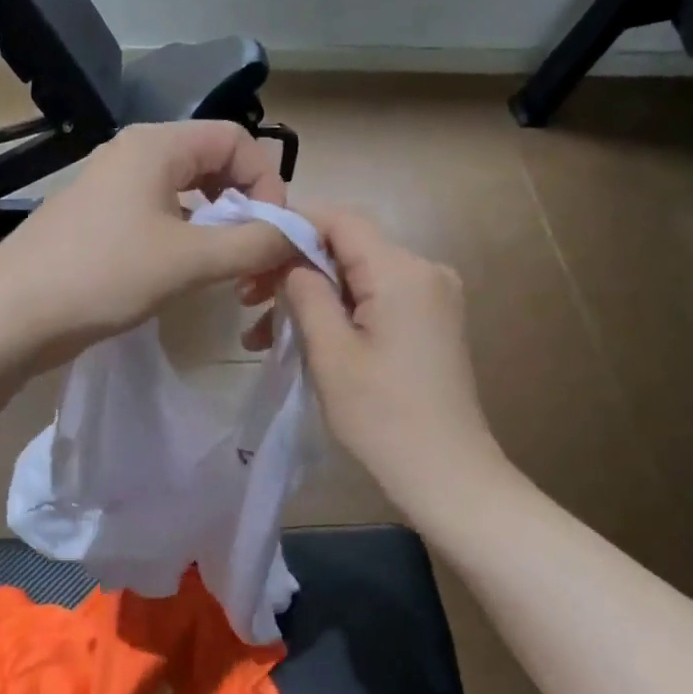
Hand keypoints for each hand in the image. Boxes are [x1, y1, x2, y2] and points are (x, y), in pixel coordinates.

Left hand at [0, 122, 300, 361]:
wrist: (12, 314)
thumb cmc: (103, 275)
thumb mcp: (189, 260)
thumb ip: (252, 244)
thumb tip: (297, 235)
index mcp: (157, 145)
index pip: (237, 139)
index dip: (267, 181)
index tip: (271, 233)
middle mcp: (134, 153)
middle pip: (213, 162)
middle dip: (244, 204)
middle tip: (253, 252)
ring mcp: (112, 186)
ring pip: (186, 192)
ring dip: (217, 224)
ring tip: (225, 267)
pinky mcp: (100, 219)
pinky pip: (160, 214)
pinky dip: (186, 236)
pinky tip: (186, 272)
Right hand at [276, 207, 499, 512]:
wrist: (446, 473)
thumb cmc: (382, 415)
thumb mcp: (330, 352)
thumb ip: (306, 293)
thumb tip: (293, 262)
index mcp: (401, 271)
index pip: (341, 220)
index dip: (293, 225)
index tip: (251, 252)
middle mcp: (425, 271)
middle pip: (349, 248)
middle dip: (294, 268)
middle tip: (246, 302)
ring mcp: (433, 297)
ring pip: (358, 277)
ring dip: (312, 297)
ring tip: (261, 334)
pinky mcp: (431, 322)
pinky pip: (377, 299)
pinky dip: (339, 312)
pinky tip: (306, 340)